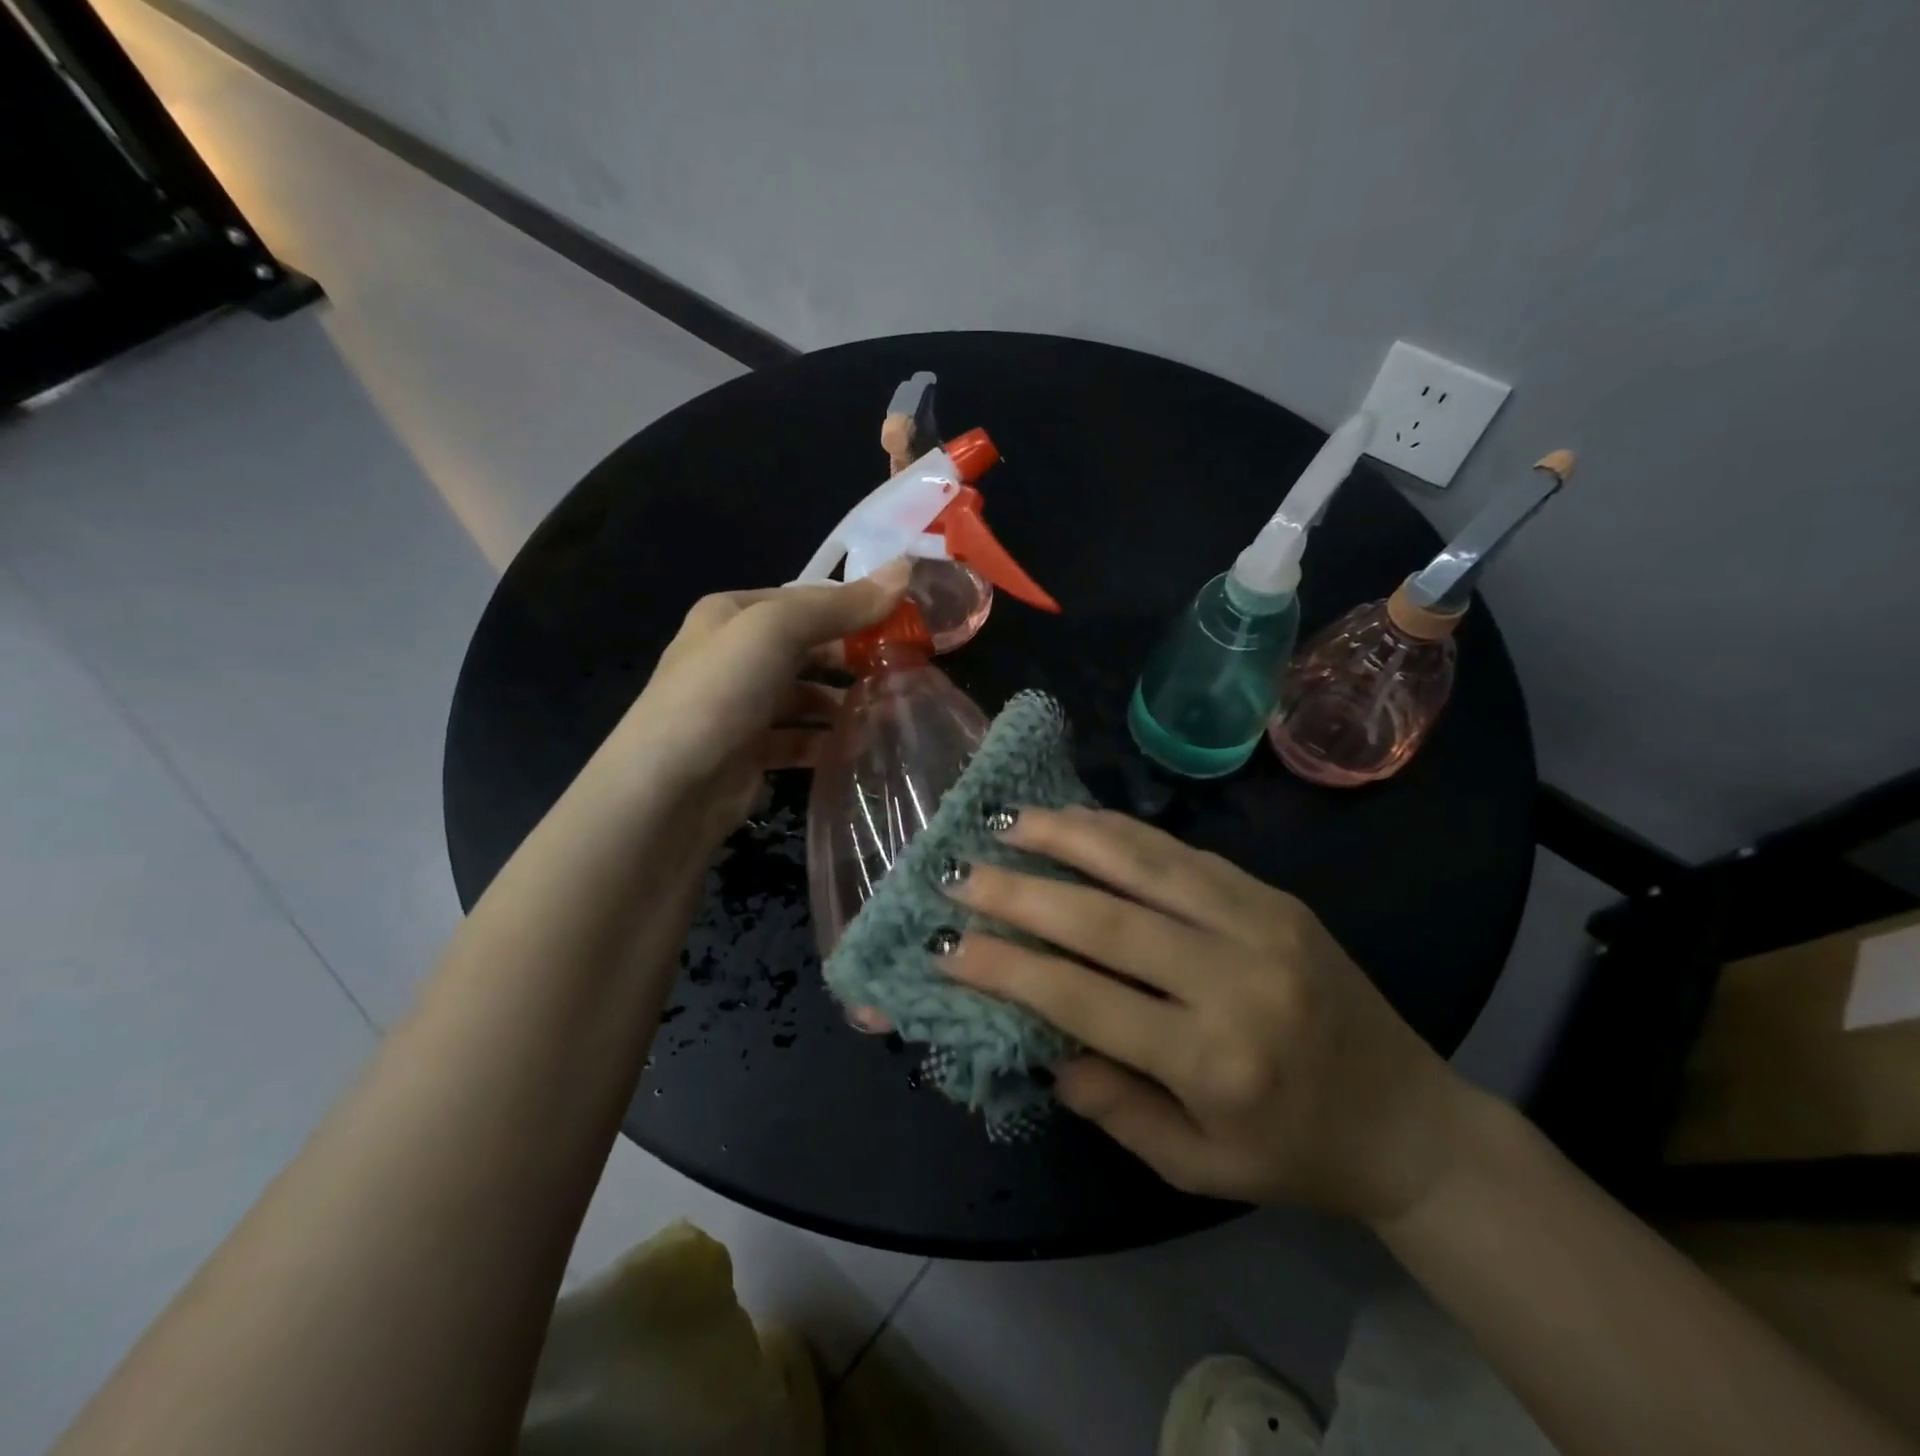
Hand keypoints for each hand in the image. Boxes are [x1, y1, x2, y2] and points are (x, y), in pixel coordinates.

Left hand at [614, 561, 909, 845]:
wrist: (667, 788)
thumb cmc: (720, 692)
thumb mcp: (777, 631)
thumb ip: (840, 605)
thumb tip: (905, 570)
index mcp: (732, 614)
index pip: (806, 601)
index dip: (855, 607)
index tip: (906, 624)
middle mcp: (734, 654)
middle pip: (808, 648)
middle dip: (853, 658)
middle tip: (904, 671)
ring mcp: (740, 705)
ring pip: (806, 696)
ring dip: (843, 703)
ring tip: (889, 711)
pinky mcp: (749, 751)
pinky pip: (798, 737)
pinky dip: (826, 740)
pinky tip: (857, 747)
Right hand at [938, 806, 1483, 1223]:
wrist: (1411, 1120)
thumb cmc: (1294, 1155)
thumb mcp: (1195, 1166)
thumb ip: (1113, 1106)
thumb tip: (1041, 1042)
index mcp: (1215, 1061)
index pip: (1084, 998)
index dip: (1007, 968)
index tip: (947, 943)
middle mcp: (1236, 979)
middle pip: (1106, 920)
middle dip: (1020, 891)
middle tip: (959, 872)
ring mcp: (1262, 923)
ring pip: (1146, 864)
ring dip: (1068, 837)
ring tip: (1008, 822)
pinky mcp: (1275, 895)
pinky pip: (1184, 852)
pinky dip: (1122, 831)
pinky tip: (1079, 819)